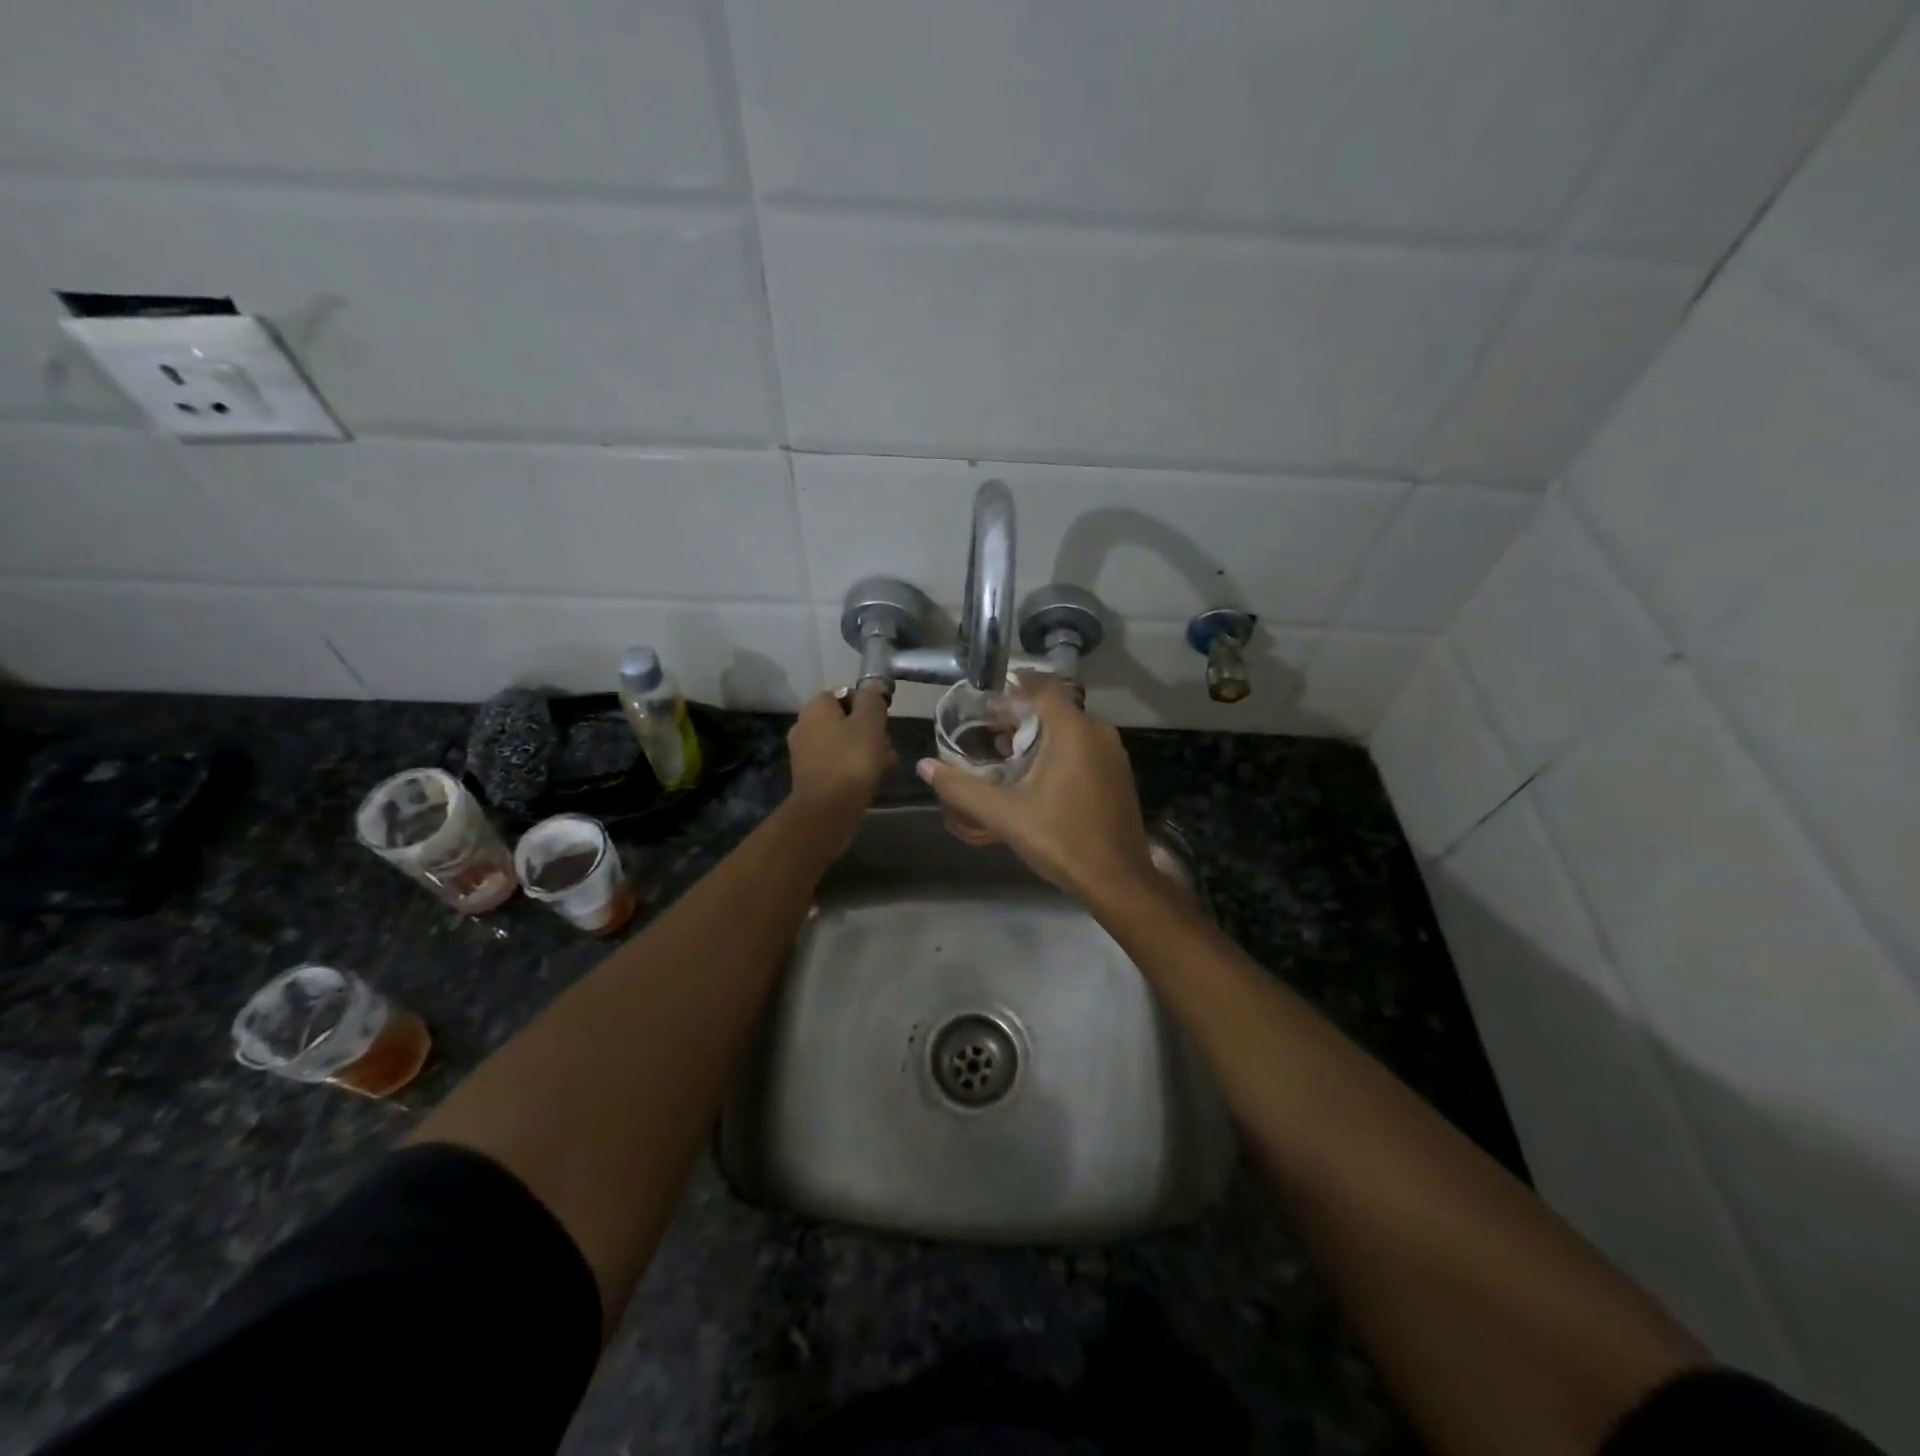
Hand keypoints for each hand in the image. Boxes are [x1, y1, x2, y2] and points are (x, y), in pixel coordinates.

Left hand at [787, 687, 894, 830]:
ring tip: (884, 765)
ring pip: (842, 742)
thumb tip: (872, 685)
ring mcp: (803, 752)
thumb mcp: (870, 723)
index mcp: (815, 707)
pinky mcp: (809, 776)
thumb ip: (872, 699)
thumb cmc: (851, 760)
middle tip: (887, 745)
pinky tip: (869, 779)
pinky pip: (836, 762)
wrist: (827, 810)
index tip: (884, 720)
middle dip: (868, 730)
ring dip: (863, 750)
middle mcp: (803, 725)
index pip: (845, 694)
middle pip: (844, 720)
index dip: (868, 705)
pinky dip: (852, 767)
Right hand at [916, 677, 1156, 905]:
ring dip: (1038, 734)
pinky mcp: (1118, 774)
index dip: (1013, 687)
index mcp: (1073, 731)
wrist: (1117, 880)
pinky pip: (1083, 747)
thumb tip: (925, 766)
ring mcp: (1113, 754)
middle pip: (1054, 707)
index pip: (1043, 687)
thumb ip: (962, 788)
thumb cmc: (1060, 839)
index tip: (986, 699)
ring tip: (1004, 753)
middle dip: (1020, 715)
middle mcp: (1098, 732)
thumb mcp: (1004, 814)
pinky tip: (1035, 776)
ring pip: (1070, 729)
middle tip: (986, 730)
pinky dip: (1058, 751)